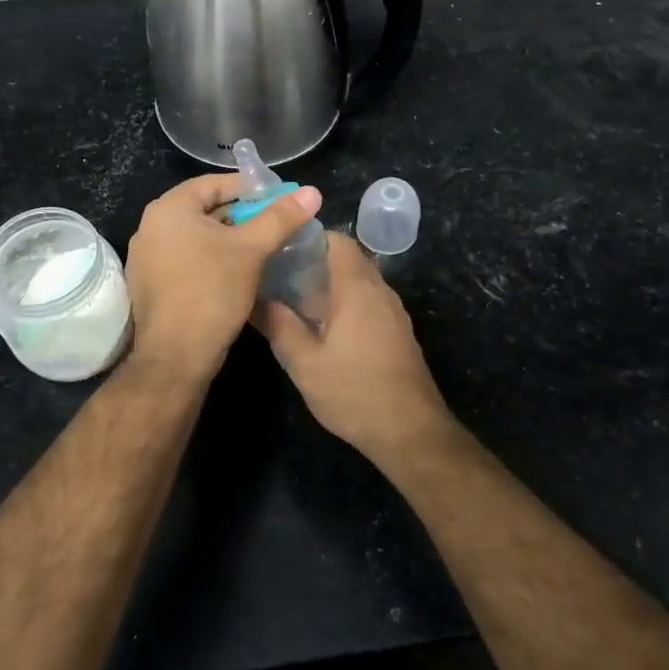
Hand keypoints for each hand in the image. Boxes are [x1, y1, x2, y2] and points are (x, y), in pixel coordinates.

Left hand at [125, 173, 321, 380]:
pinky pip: (187, 258)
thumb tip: (312, 191)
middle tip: (276, 224)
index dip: (250, 188)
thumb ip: (280, 217)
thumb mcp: (251, 250)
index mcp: (168, 208)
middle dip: (242, 215)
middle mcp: (151, 226)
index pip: (214, 183)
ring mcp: (147, 257)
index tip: (280, 198)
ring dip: (230, 239)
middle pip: (205, 209)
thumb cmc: (211, 292)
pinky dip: (213, 258)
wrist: (176, 356)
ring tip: (264, 247)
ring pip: (198, 236)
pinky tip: (238, 272)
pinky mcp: (152, 283)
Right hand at [254, 232, 453, 460]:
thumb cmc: (353, 392)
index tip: (282, 249)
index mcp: (357, 289)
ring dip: (332, 285)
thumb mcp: (305, 364)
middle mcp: (380, 292)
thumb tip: (258, 299)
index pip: (338, 241)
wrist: (410, 431)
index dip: (311, 238)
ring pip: (360, 283)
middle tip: (282, 276)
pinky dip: (347, 303)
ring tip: (297, 301)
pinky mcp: (399, 333)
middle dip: (317, 262)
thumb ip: (281, 327)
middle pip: (349, 260)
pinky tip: (325, 328)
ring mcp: (394, 313)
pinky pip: (370, 302)